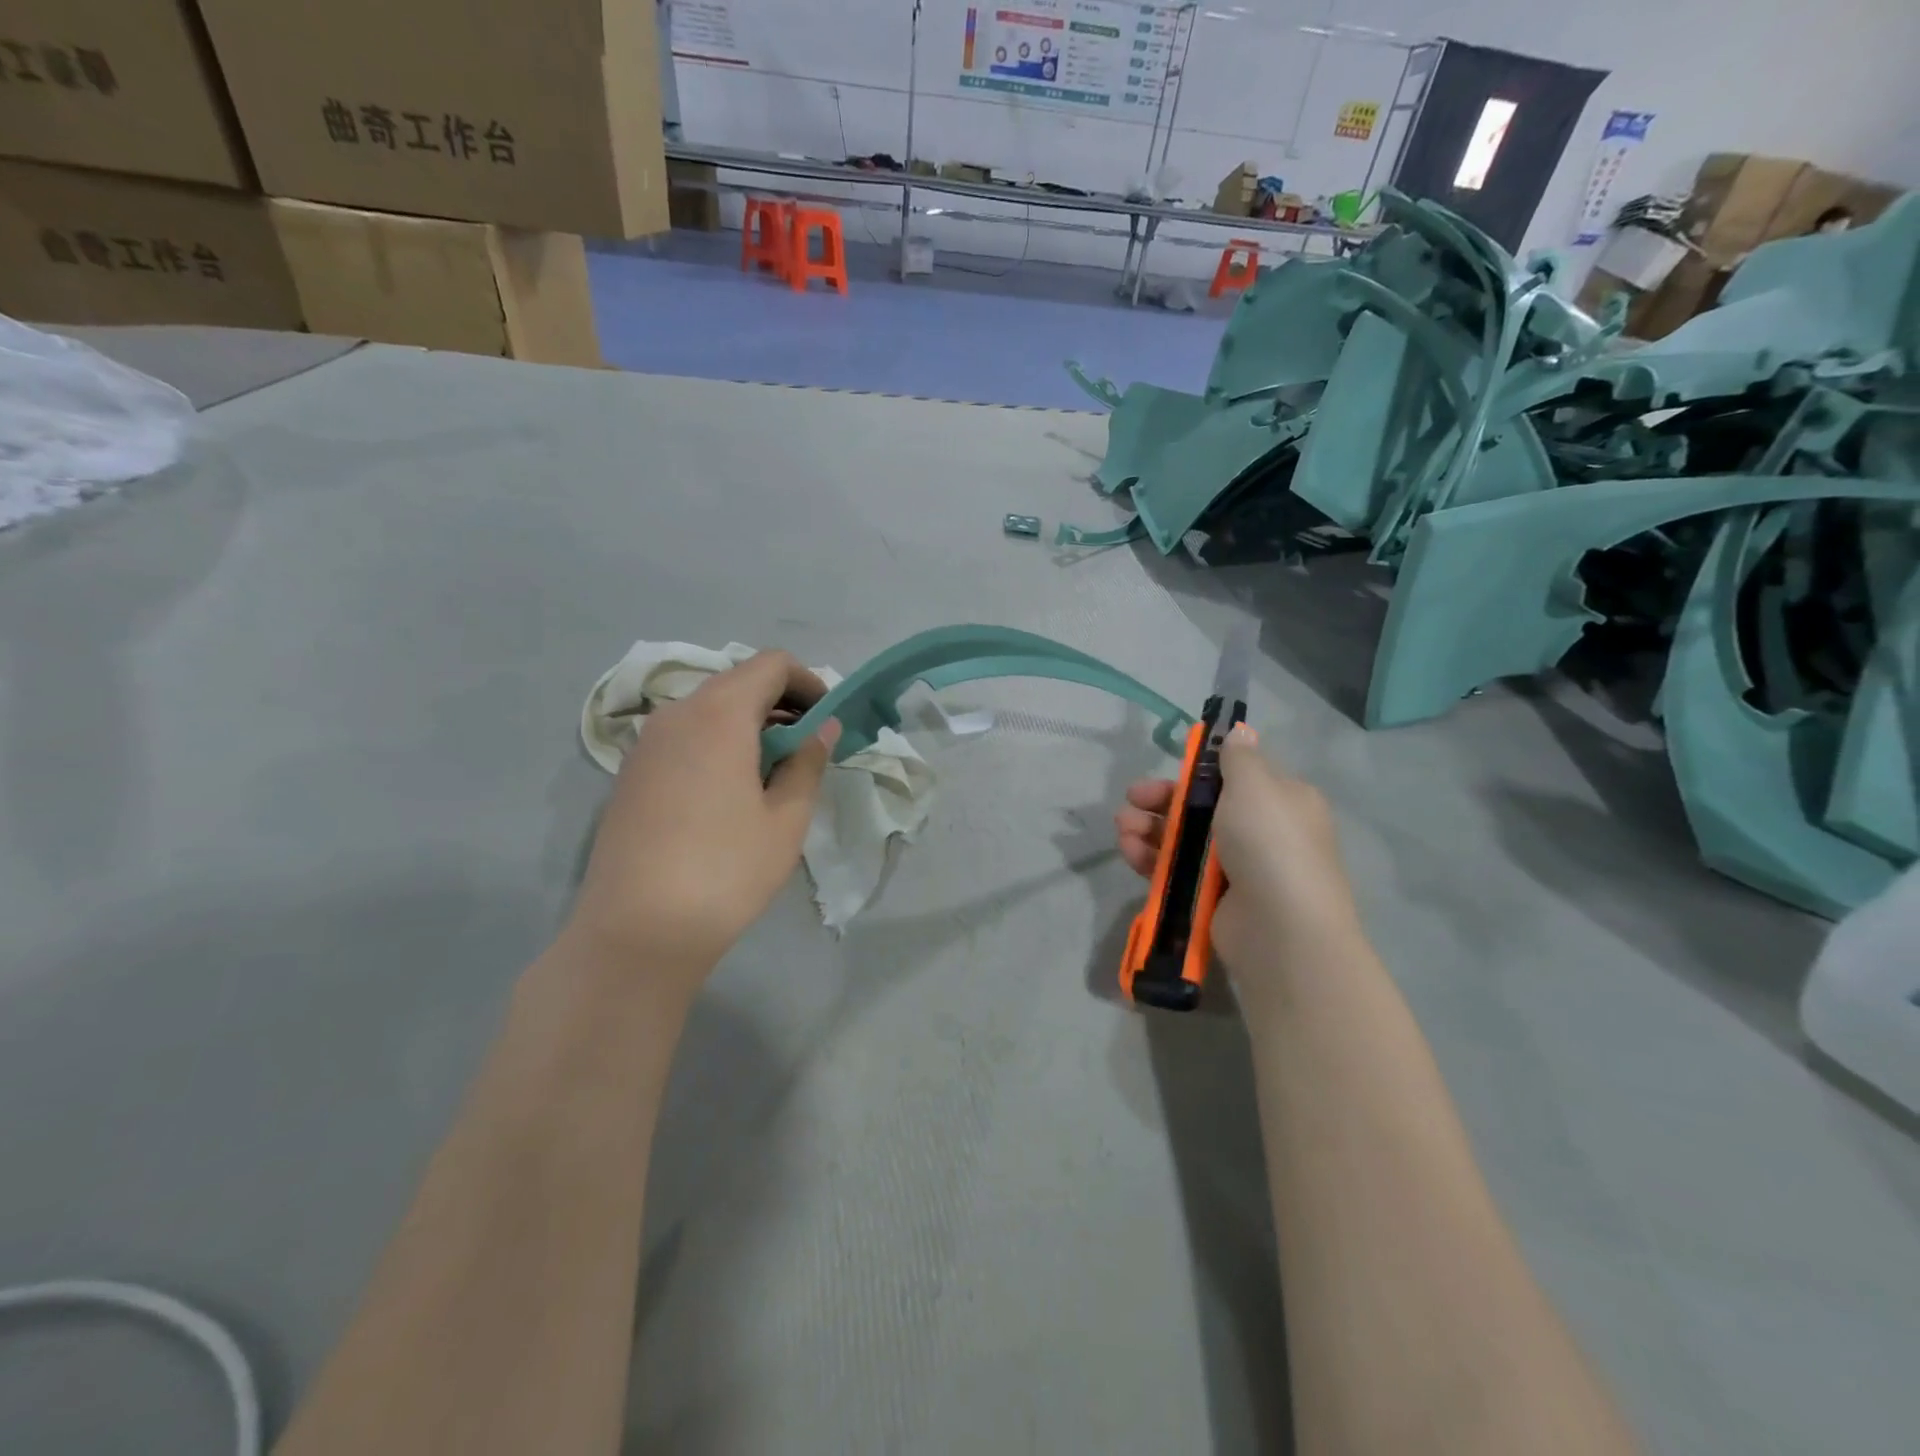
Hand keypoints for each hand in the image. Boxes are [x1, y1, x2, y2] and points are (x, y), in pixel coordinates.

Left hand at [569, 651, 839, 988]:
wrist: (636, 931)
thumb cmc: (726, 870)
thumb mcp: (786, 819)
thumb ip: (808, 762)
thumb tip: (823, 728)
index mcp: (719, 714)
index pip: (770, 664)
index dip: (807, 682)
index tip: (827, 720)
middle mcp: (676, 714)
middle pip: (737, 683)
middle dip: (780, 703)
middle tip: (807, 748)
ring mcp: (646, 743)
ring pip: (708, 710)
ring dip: (748, 725)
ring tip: (772, 773)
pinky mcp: (630, 773)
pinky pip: (683, 737)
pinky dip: (717, 743)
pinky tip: (729, 792)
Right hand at [1115, 725, 1362, 992]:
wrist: (1281, 929)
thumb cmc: (1269, 843)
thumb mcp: (1255, 786)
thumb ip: (1238, 758)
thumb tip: (1240, 733)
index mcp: (1280, 800)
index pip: (1235, 777)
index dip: (1199, 770)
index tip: (1171, 766)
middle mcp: (1261, 832)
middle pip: (1201, 807)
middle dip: (1163, 800)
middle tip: (1133, 798)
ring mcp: (1235, 868)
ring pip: (1183, 840)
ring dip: (1149, 829)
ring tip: (1122, 828)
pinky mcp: (1211, 898)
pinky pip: (1175, 871)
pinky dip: (1150, 859)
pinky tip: (1129, 850)